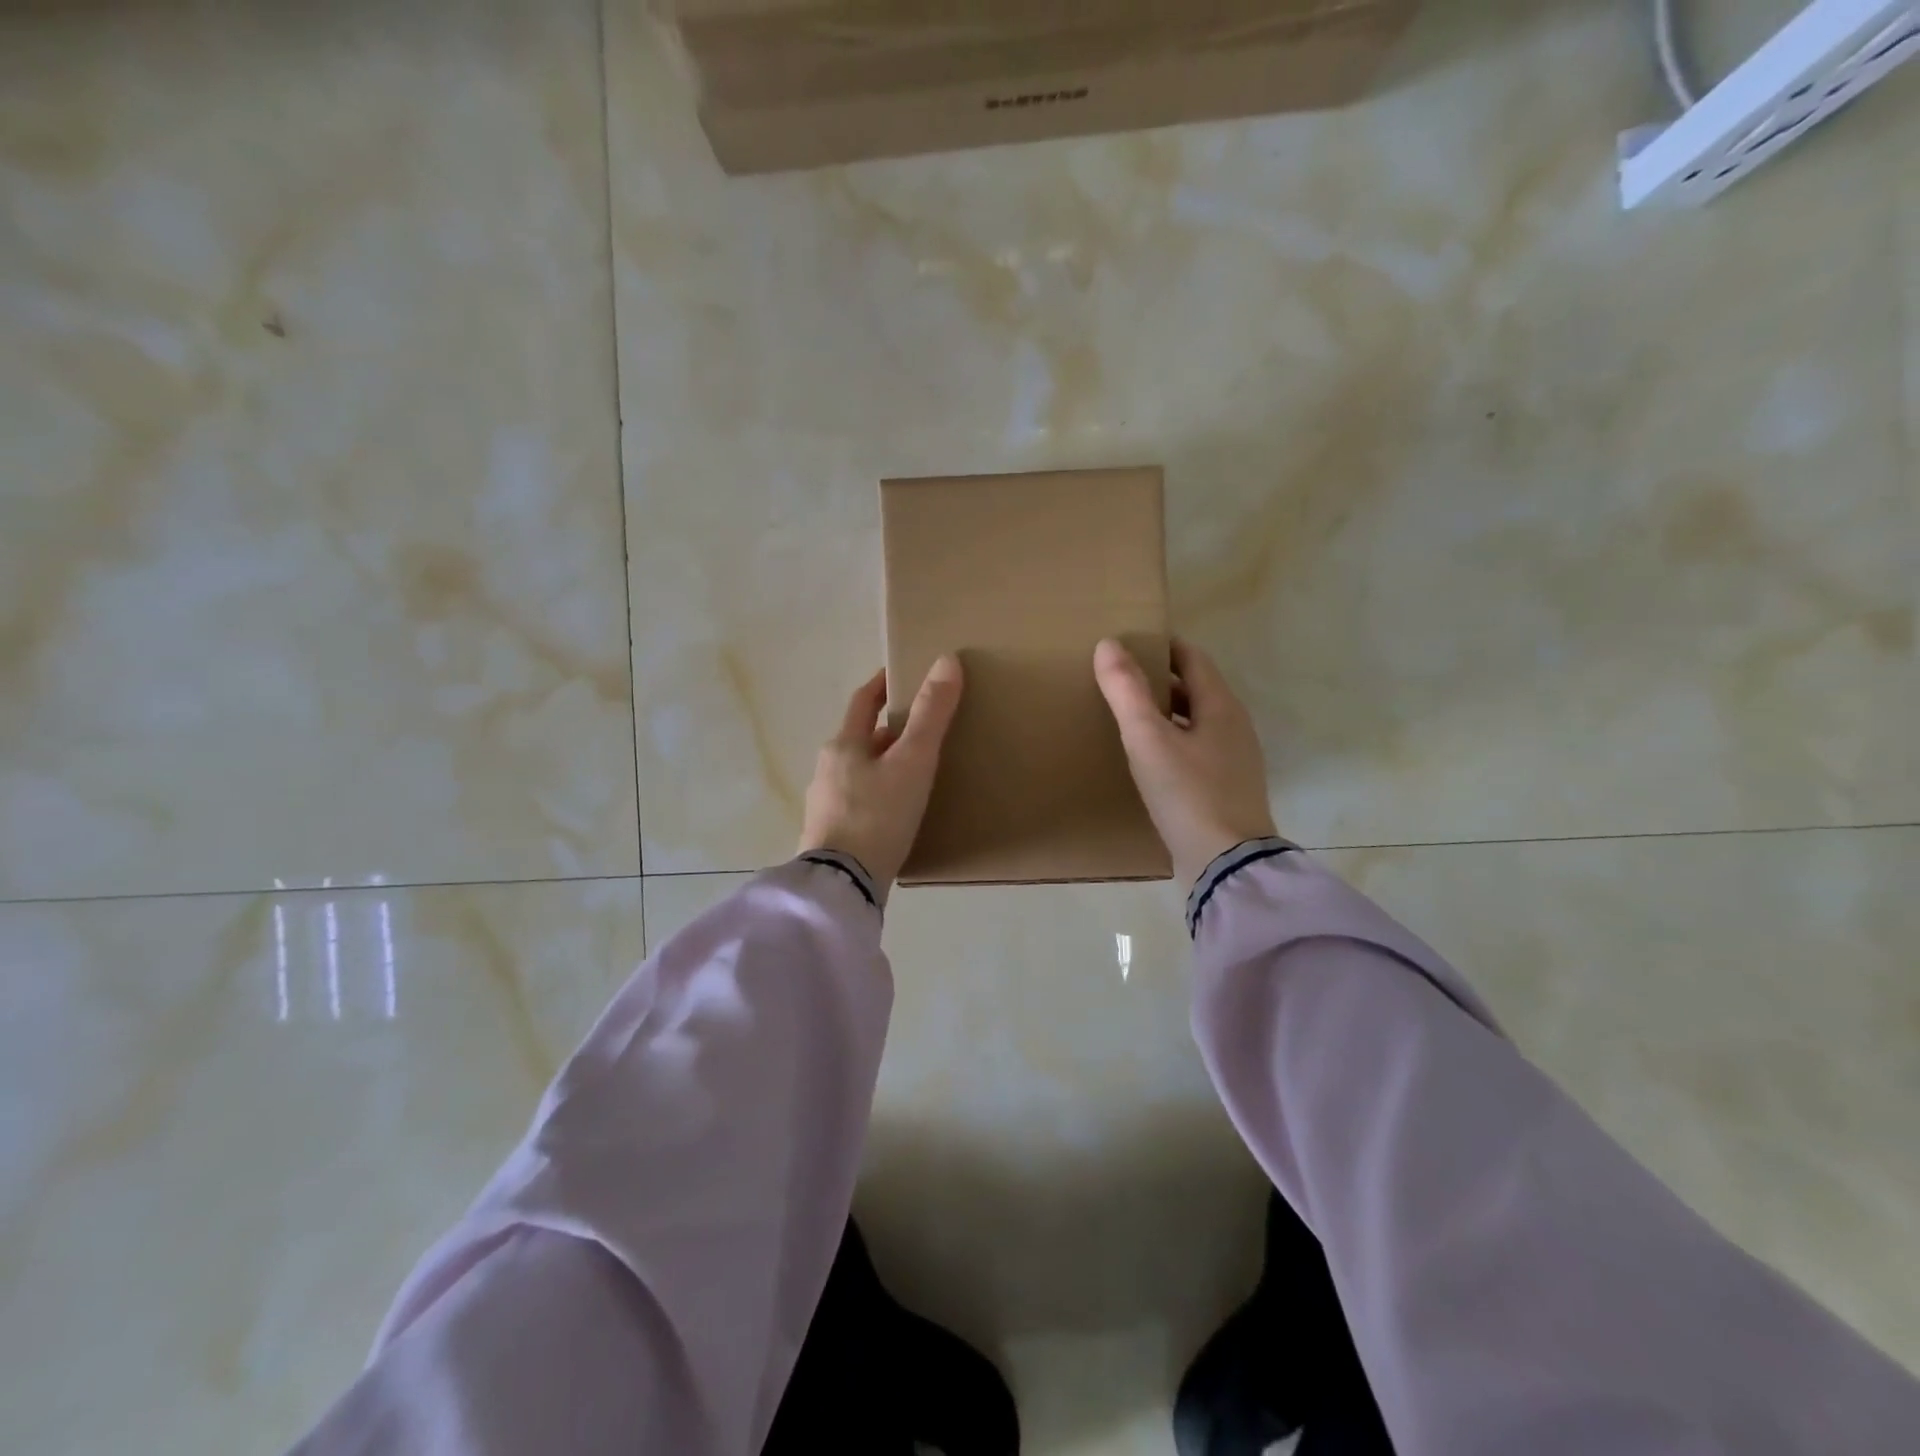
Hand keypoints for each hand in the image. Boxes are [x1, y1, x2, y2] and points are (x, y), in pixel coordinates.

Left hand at [798, 656, 964, 894]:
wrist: (843, 885)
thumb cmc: (878, 815)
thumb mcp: (912, 762)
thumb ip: (931, 714)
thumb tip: (947, 660)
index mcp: (843, 745)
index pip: (862, 702)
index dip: (881, 686)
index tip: (899, 676)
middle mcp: (827, 770)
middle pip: (861, 740)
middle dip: (888, 732)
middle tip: (922, 732)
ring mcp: (825, 805)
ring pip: (859, 773)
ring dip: (884, 766)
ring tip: (915, 774)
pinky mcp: (830, 836)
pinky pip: (859, 803)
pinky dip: (878, 796)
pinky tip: (896, 814)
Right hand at [1094, 637, 1276, 888]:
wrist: (1226, 862)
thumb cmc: (1187, 793)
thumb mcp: (1148, 739)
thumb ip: (1126, 691)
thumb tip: (1108, 644)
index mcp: (1221, 706)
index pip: (1192, 659)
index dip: (1162, 647)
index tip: (1129, 644)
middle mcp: (1234, 726)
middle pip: (1195, 689)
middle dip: (1160, 680)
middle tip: (1120, 680)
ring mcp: (1234, 760)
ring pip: (1196, 721)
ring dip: (1166, 712)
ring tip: (1128, 717)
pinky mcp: (1226, 788)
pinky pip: (1196, 750)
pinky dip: (1172, 741)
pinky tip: (1149, 759)